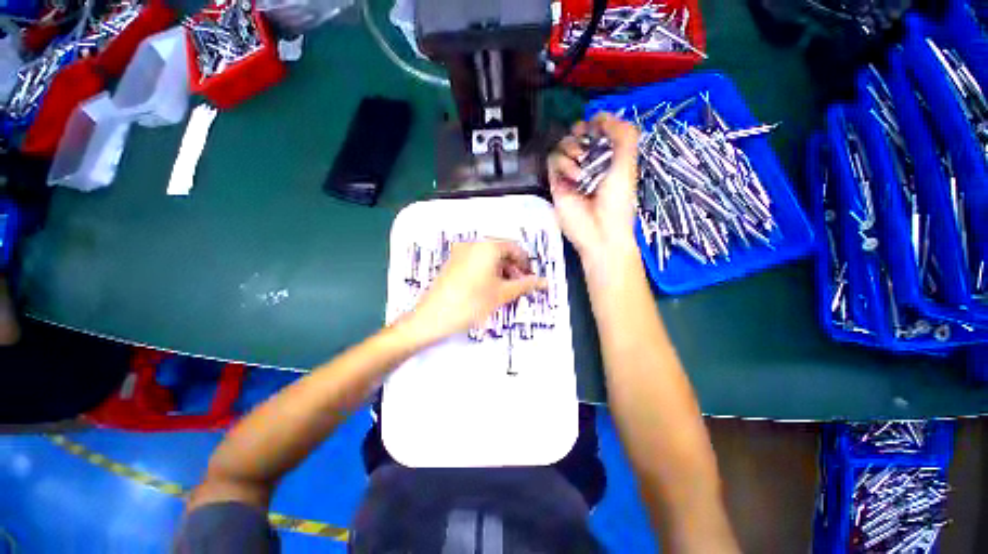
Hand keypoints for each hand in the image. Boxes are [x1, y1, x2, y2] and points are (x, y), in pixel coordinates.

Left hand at [402, 240, 546, 345]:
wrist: (433, 317)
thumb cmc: (472, 303)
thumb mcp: (502, 294)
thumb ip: (526, 285)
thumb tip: (545, 282)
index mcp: (488, 246)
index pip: (515, 248)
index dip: (525, 264)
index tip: (530, 279)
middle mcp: (473, 243)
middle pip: (501, 250)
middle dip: (513, 267)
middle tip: (518, 286)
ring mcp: (460, 251)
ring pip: (488, 256)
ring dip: (501, 269)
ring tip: (504, 289)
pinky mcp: (452, 261)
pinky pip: (476, 261)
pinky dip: (487, 271)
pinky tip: (487, 287)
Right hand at [548, 114, 640, 265]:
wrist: (600, 232)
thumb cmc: (617, 201)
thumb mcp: (628, 165)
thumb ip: (623, 135)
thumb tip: (602, 115)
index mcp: (608, 157)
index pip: (597, 131)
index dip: (596, 123)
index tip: (597, 125)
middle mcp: (588, 163)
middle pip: (577, 135)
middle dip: (581, 133)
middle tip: (586, 140)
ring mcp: (571, 173)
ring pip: (562, 146)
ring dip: (572, 149)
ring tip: (581, 166)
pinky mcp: (556, 183)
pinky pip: (552, 162)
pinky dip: (563, 164)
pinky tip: (573, 177)